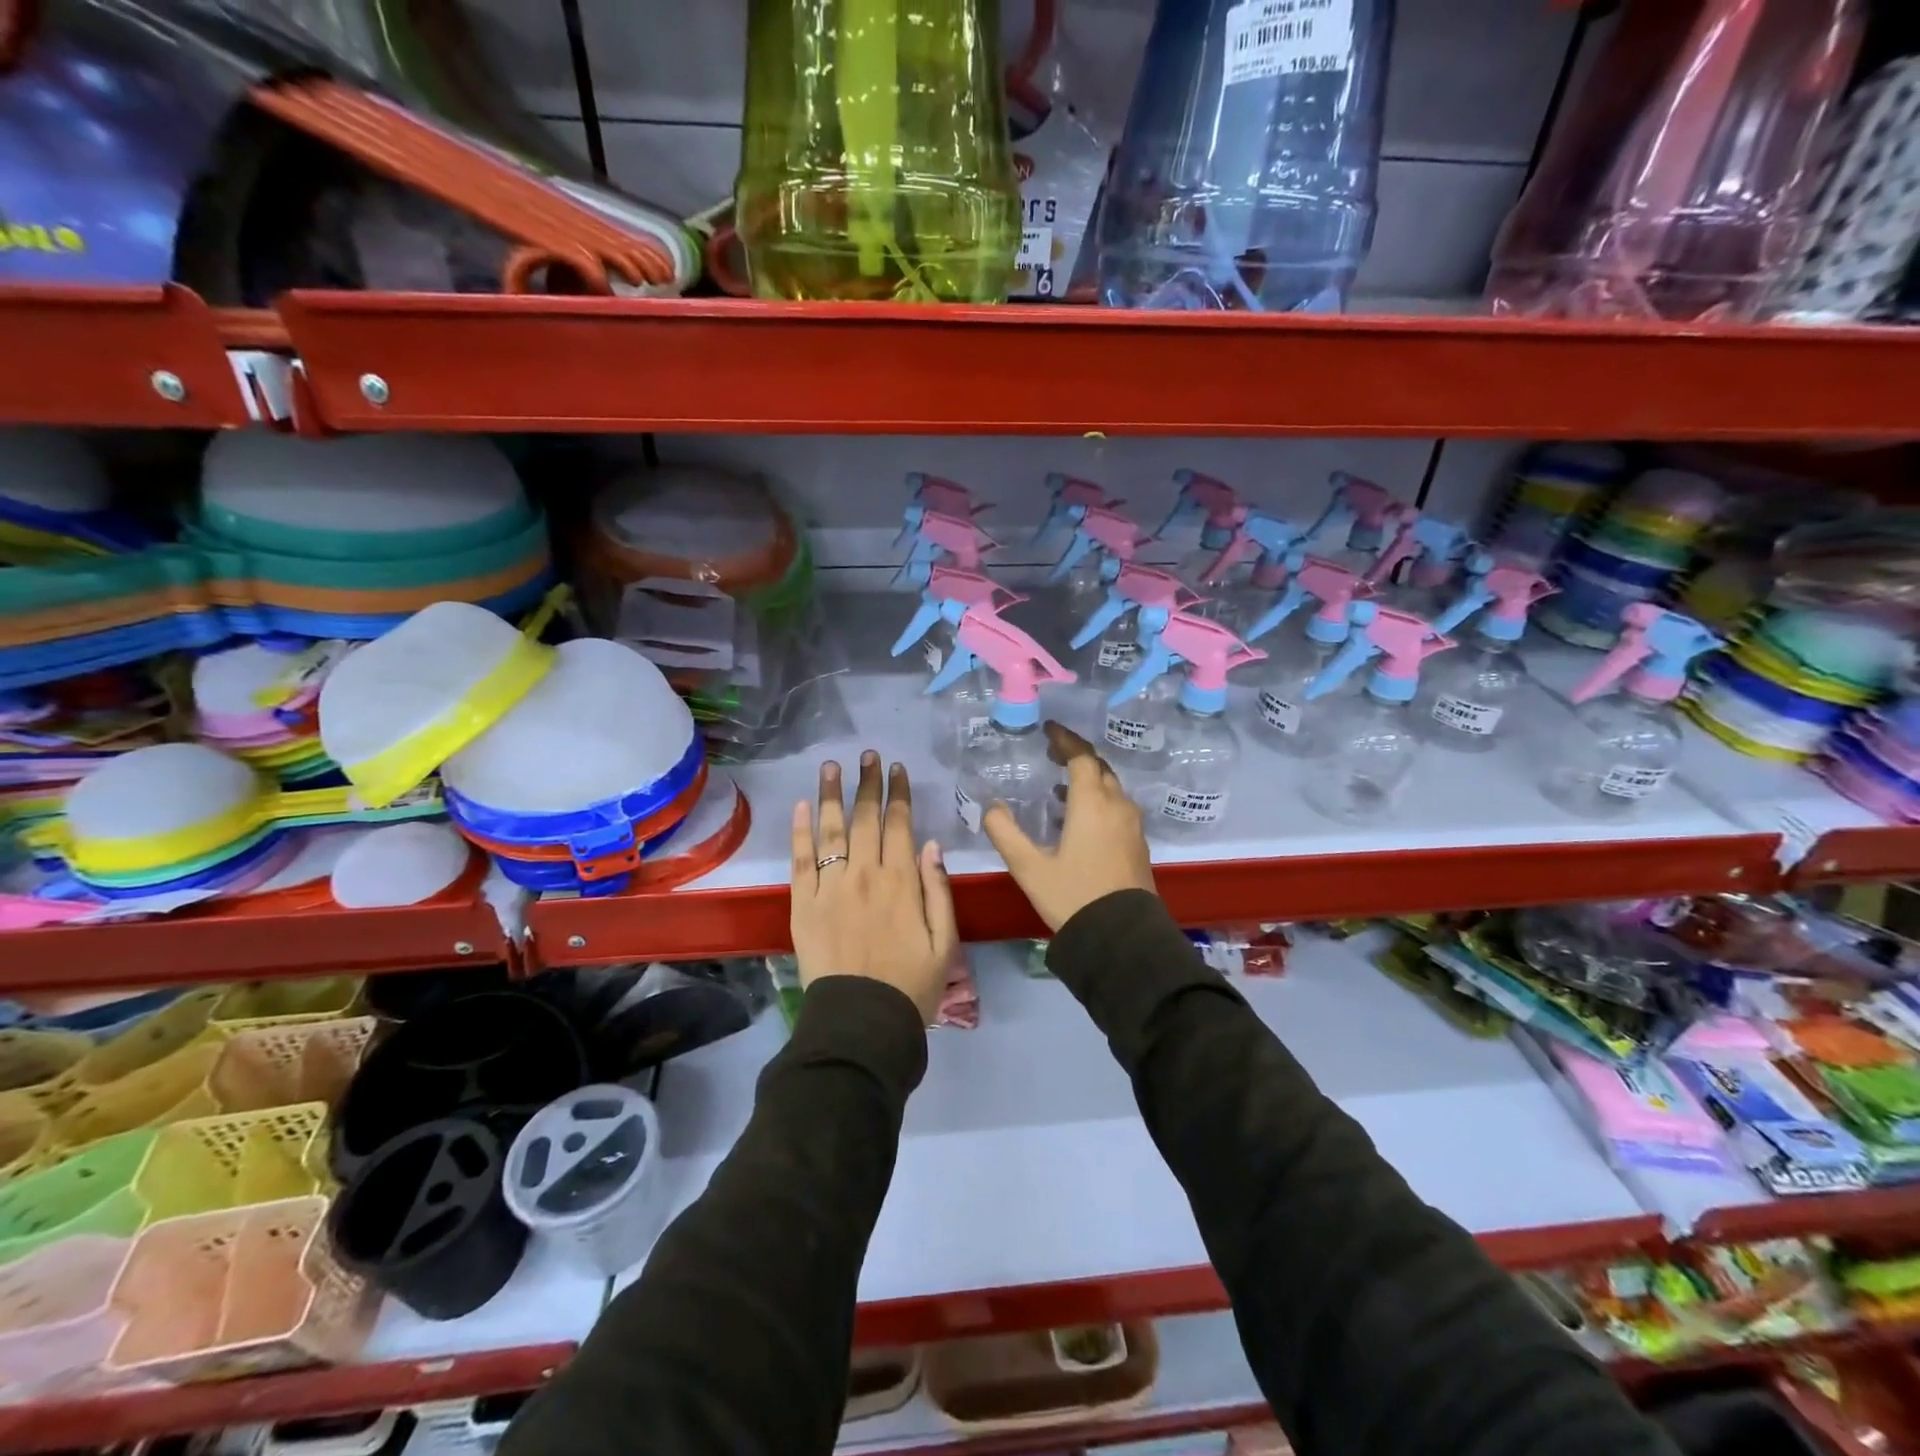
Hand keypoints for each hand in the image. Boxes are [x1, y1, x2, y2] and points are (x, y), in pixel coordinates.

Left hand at [790, 751, 958, 1022]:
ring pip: (830, 830)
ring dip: (832, 794)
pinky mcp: (802, 905)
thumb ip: (939, 890)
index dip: (897, 794)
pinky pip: (800, 860)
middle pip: (865, 818)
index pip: (900, 825)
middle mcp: (864, 874)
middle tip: (867, 755)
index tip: (896, 769)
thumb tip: (932, 844)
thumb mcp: (944, 942)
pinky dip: (800, 831)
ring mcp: (829, 887)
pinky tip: (803, 806)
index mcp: (902, 882)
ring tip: (832, 766)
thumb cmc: (910, 986)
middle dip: (867, 783)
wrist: (860, 1024)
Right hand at [982, 722, 1155, 932]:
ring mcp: (1132, 826)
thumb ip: (1005, 833)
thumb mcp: (1029, 867)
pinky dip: (1098, 800)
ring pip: (1111, 788)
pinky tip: (1079, 818)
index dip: (1065, 740)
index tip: (1049, 730)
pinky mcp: (1137, 845)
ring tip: (1059, 786)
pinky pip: (1117, 807)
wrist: (1123, 939)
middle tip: (1052, 753)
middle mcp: (1118, 807)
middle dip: (1076, 756)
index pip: (1082, 757)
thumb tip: (991, 807)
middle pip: (1100, 768)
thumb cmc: (1073, 897)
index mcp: (1093, 804)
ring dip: (1088, 779)